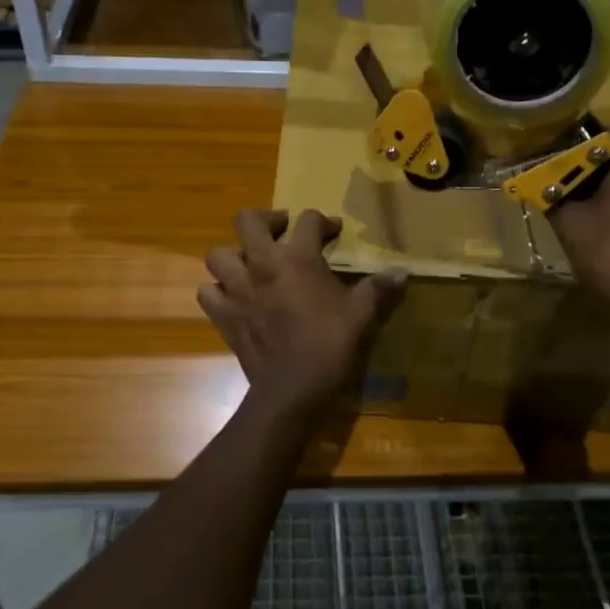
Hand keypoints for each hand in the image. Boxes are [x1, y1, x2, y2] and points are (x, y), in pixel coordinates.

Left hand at [198, 209, 406, 414]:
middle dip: (266, 219)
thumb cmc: (330, 344)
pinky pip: (208, 293)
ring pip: (218, 254)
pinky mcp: (223, 316)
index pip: (307, 220)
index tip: (334, 231)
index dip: (323, 221)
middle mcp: (261, 265)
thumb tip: (401, 272)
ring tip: (252, 264)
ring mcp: (236, 289)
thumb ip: (378, 288)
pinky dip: (217, 291)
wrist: (292, 388)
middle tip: (282, 230)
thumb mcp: (361, 314)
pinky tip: (233, 296)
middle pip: (248, 221)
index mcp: (297, 258)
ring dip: (234, 255)